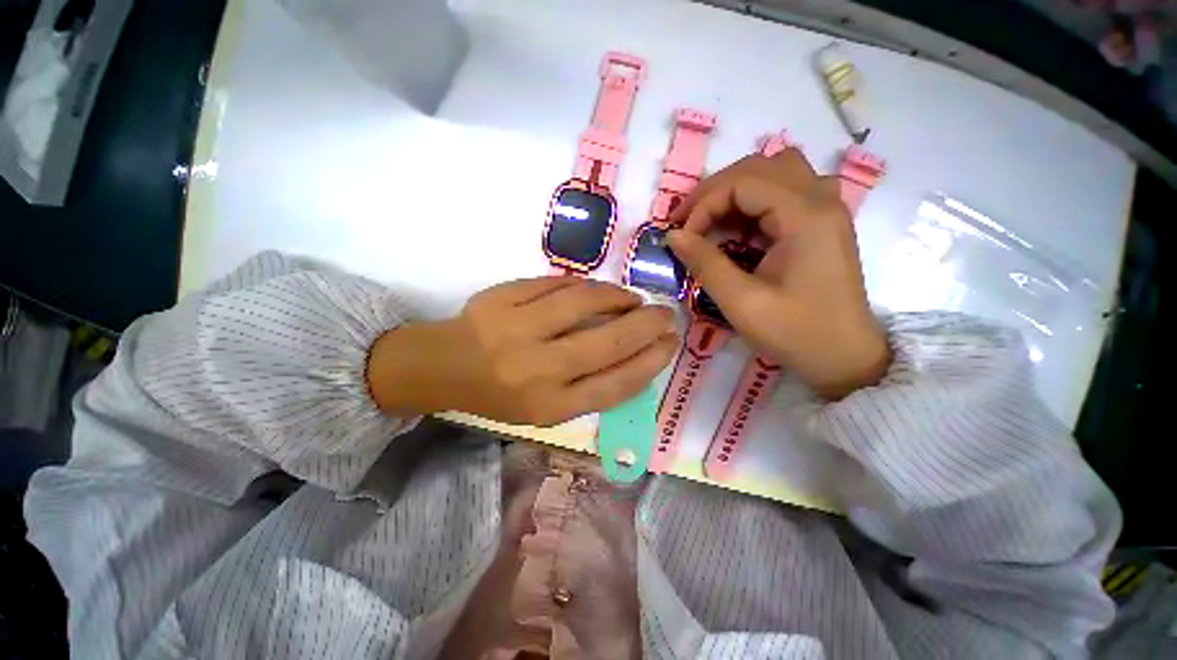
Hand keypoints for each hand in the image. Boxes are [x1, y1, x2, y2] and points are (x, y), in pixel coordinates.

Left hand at [368, 278, 678, 425]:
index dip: (651, 362)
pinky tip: (597, 290)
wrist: (444, 367)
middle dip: (646, 326)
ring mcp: (516, 330)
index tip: (671, 344)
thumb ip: (590, 387)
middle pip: (607, 343)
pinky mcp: (501, 298)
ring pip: (583, 304)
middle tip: (665, 313)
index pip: (615, 385)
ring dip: (618, 297)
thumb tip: (636, 356)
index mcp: (548, 406)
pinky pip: (556, 284)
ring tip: (632, 298)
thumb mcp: (546, 408)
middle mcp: (535, 370)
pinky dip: (585, 285)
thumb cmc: (500, 394)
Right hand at [666, 148, 889, 399]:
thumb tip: (672, 236)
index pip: (743, 182)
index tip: (682, 238)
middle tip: (687, 222)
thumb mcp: (740, 302)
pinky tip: (738, 229)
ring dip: (736, 191)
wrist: (844, 357)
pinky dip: (753, 203)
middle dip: (715, 191)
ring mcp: (826, 208)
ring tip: (711, 221)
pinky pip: (784, 192)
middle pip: (759, 166)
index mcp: (806, 216)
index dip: (703, 205)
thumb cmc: (794, 333)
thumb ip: (704, 263)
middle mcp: (821, 199)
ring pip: (774, 172)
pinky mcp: (822, 223)